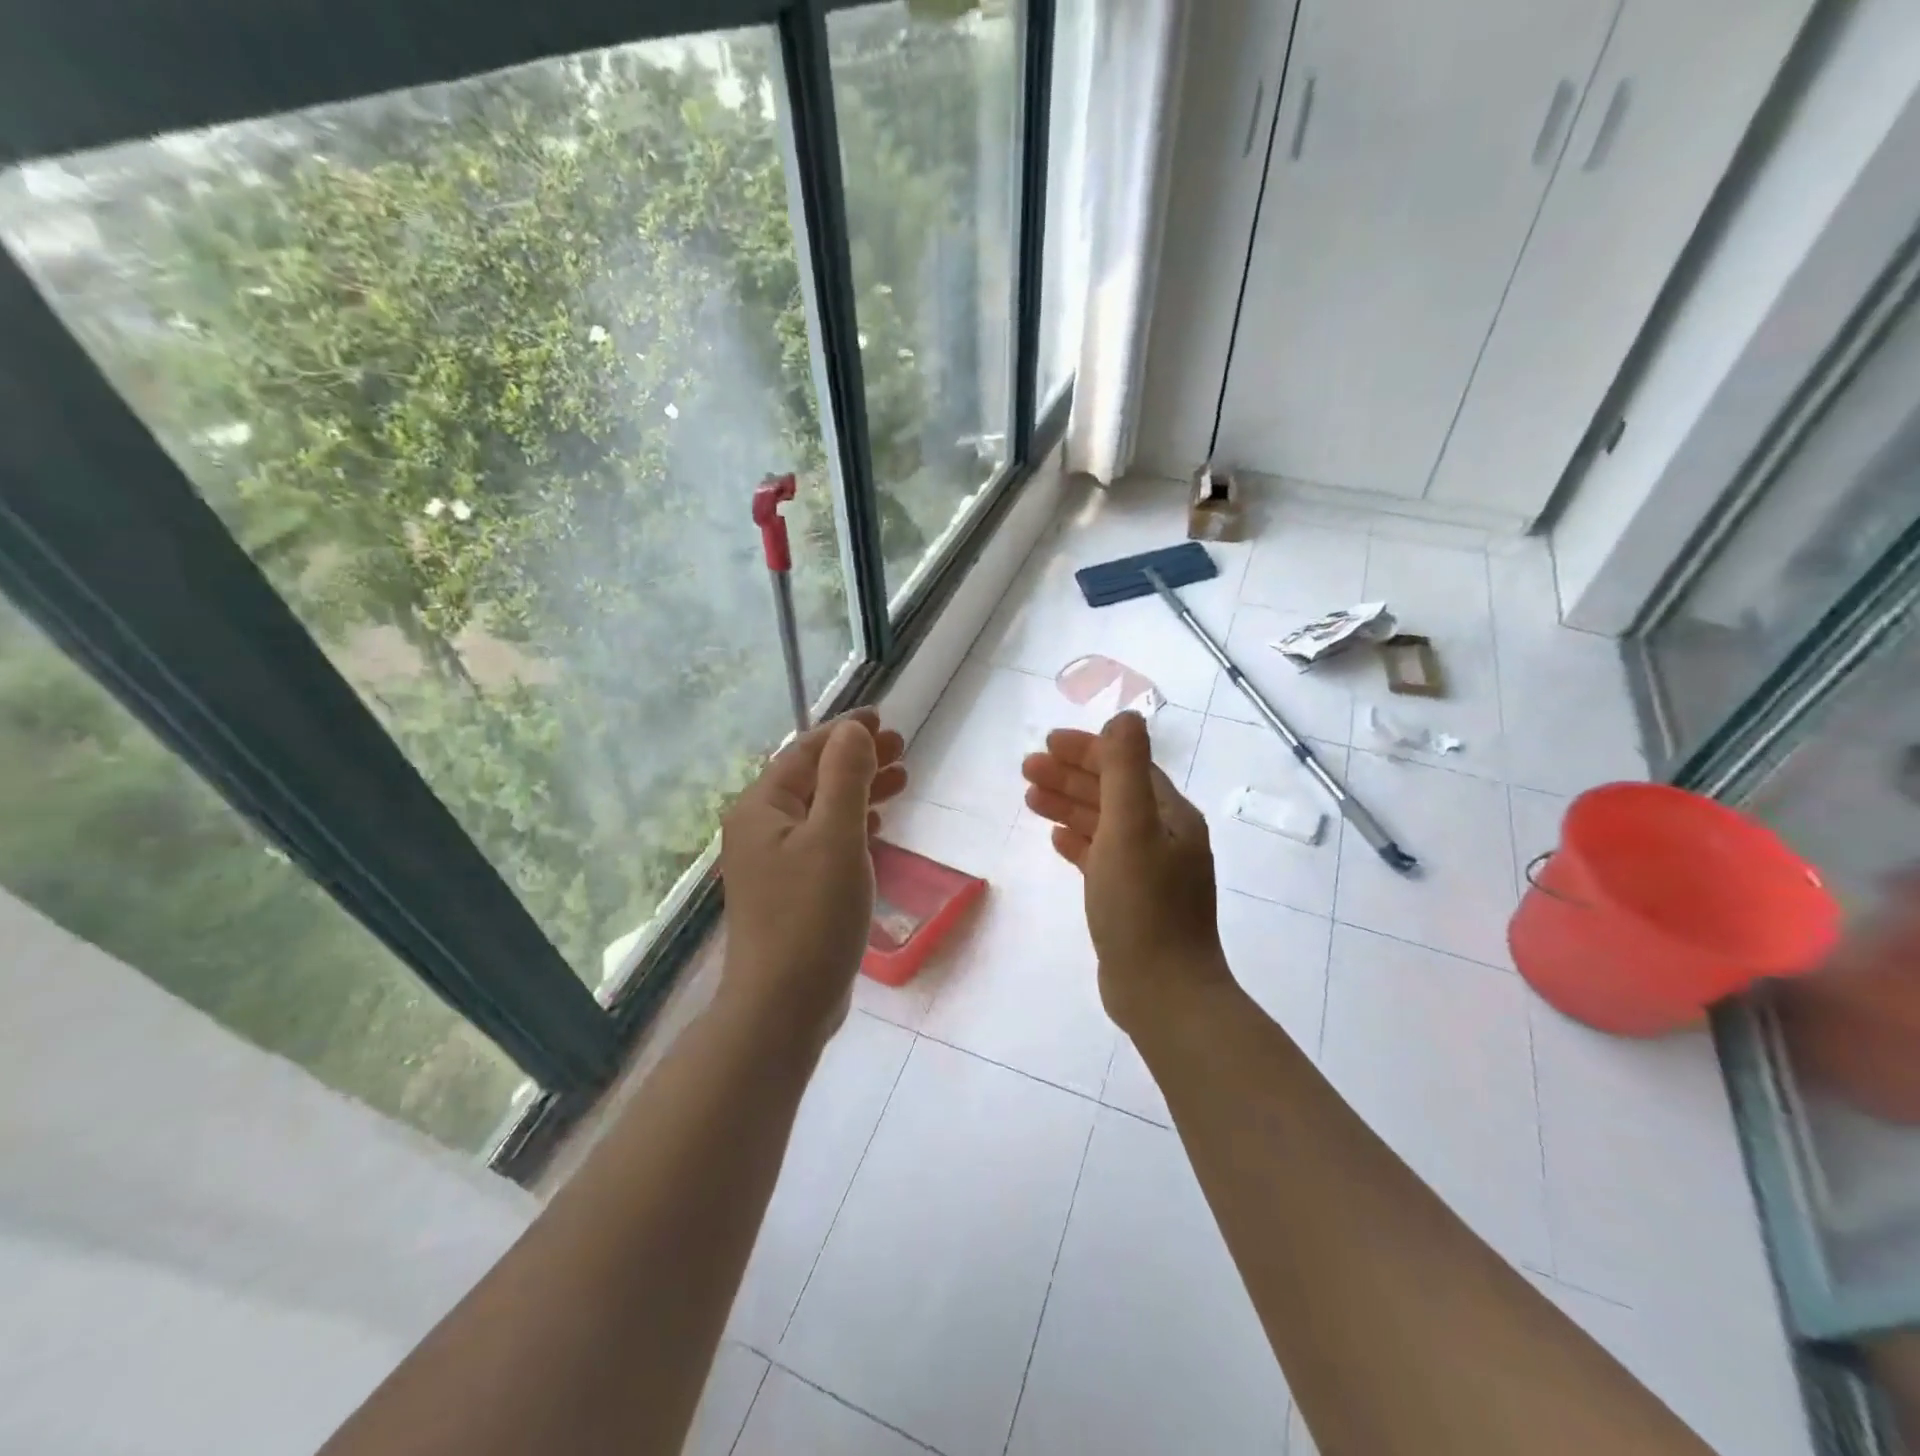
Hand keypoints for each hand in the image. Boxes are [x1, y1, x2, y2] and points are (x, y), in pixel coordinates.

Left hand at [719, 709, 906, 1044]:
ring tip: (901, 779)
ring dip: (859, 790)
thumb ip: (845, 777)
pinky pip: (822, 841)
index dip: (844, 732)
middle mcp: (760, 828)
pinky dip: (851, 825)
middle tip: (902, 748)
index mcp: (762, 808)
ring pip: (820, 810)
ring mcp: (773, 862)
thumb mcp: (835, 837)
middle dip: (856, 759)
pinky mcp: (790, 891)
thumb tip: (853, 731)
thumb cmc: (811, 916)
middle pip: (813, 778)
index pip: (804, 752)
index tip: (882, 718)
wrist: (783, 1006)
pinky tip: (876, 824)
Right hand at [1021, 711, 1230, 1034]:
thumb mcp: (1131, 829)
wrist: (1163, 993)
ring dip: (1069, 806)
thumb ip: (1125, 770)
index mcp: (1171, 817)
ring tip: (1029, 798)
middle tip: (1026, 769)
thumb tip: (1125, 716)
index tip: (1046, 744)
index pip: (1127, 767)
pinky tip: (1056, 839)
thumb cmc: (1143, 907)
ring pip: (1105, 825)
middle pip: (1114, 793)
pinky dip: (1080, 842)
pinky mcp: (1134, 901)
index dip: (1087, 750)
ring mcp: (1151, 872)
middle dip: (1070, 776)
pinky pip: (1103, 857)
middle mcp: (1165, 838)